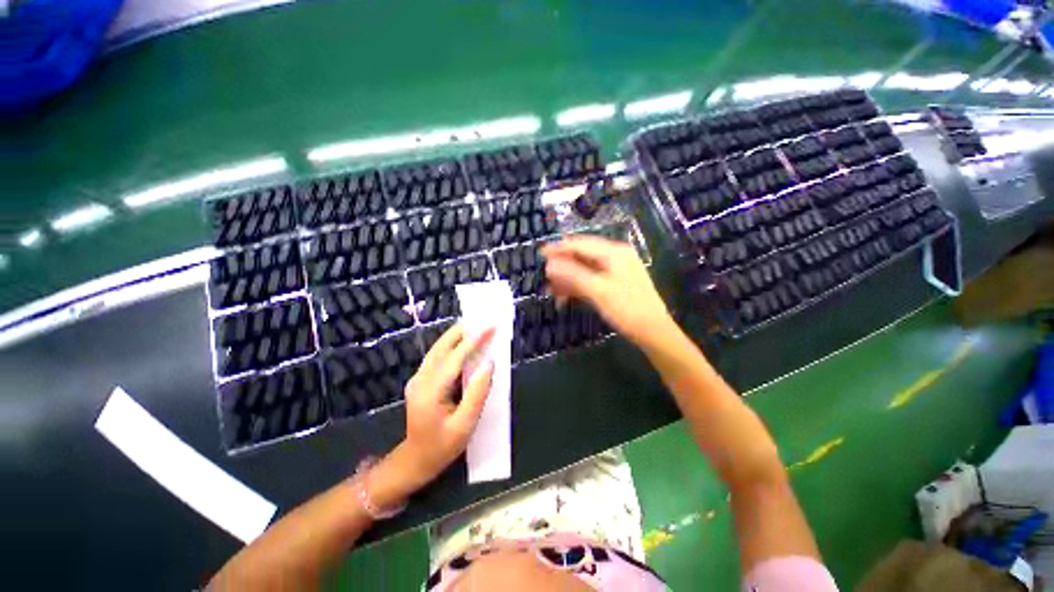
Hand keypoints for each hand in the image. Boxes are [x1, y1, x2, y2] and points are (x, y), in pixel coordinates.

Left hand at [400, 324, 494, 484]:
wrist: (414, 460)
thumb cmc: (442, 447)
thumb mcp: (465, 425)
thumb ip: (477, 393)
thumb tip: (489, 364)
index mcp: (430, 391)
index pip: (455, 358)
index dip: (473, 341)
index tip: (490, 327)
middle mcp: (420, 379)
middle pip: (441, 347)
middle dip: (462, 331)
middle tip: (482, 320)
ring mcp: (418, 379)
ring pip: (437, 349)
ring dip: (456, 336)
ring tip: (475, 327)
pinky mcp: (420, 380)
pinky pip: (437, 357)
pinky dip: (451, 346)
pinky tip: (463, 344)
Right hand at [542, 236, 671, 347]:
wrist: (653, 332)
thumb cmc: (627, 309)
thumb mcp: (598, 291)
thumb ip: (573, 275)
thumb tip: (549, 265)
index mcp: (614, 252)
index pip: (581, 245)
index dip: (559, 248)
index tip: (540, 253)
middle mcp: (615, 257)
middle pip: (582, 256)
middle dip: (562, 266)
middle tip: (544, 276)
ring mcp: (615, 271)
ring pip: (585, 270)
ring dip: (568, 279)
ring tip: (550, 290)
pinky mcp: (614, 285)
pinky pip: (591, 280)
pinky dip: (577, 287)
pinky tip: (564, 296)